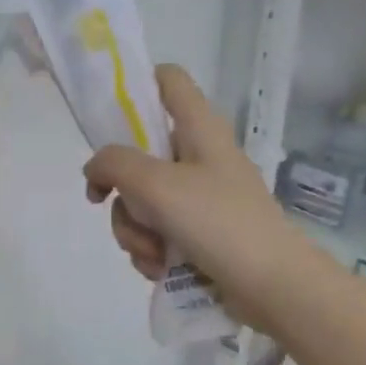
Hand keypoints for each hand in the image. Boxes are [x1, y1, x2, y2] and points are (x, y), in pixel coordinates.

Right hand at [84, 65, 293, 331]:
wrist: (270, 285)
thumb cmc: (217, 221)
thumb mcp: (156, 184)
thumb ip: (114, 165)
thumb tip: (95, 170)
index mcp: (200, 128)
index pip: (168, 80)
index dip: (136, 86)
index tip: (106, 119)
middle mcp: (199, 157)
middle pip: (138, 155)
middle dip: (124, 194)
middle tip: (131, 214)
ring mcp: (199, 198)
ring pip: (141, 202)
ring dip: (135, 232)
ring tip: (154, 254)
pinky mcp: (198, 234)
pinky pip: (155, 233)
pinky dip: (151, 252)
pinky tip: (160, 269)